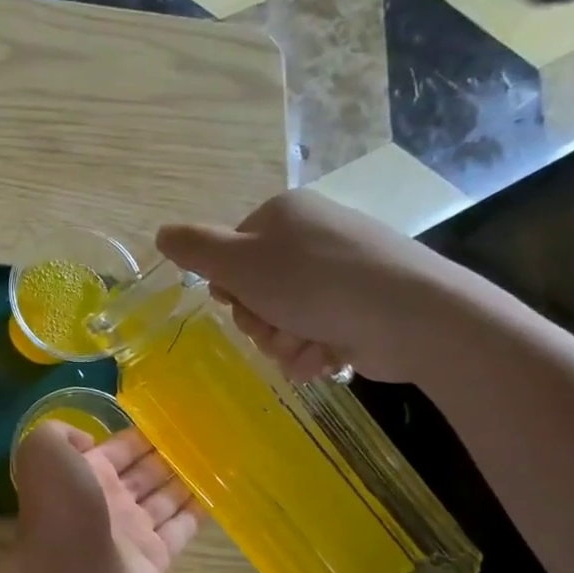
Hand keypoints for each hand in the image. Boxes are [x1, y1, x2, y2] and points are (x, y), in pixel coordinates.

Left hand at [9, 422, 199, 572]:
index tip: (172, 419)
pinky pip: (182, 529)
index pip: (119, 449)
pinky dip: (199, 513)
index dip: (141, 435)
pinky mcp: (156, 558)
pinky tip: (219, 494)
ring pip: (165, 499)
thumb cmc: (59, 510)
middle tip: (204, 437)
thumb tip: (90, 441)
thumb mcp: (43, 452)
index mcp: (84, 474)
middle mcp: (109, 501)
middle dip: (169, 456)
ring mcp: (133, 531)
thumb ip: (60, 433)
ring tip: (217, 460)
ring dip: (187, 480)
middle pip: (145, 473)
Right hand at [156, 190, 472, 383]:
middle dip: (260, 322)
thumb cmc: (315, 284)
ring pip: (282, 319)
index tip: (241, 301)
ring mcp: (339, 273)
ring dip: (284, 343)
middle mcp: (311, 237)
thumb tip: (162, 233)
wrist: (411, 315)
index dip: (229, 287)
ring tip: (307, 346)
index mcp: (282, 216)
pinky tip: (327, 356)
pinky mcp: (360, 307)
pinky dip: (313, 352)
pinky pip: (315, 334)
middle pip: (255, 291)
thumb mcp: (240, 262)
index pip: (230, 255)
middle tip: (277, 328)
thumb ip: (196, 249)